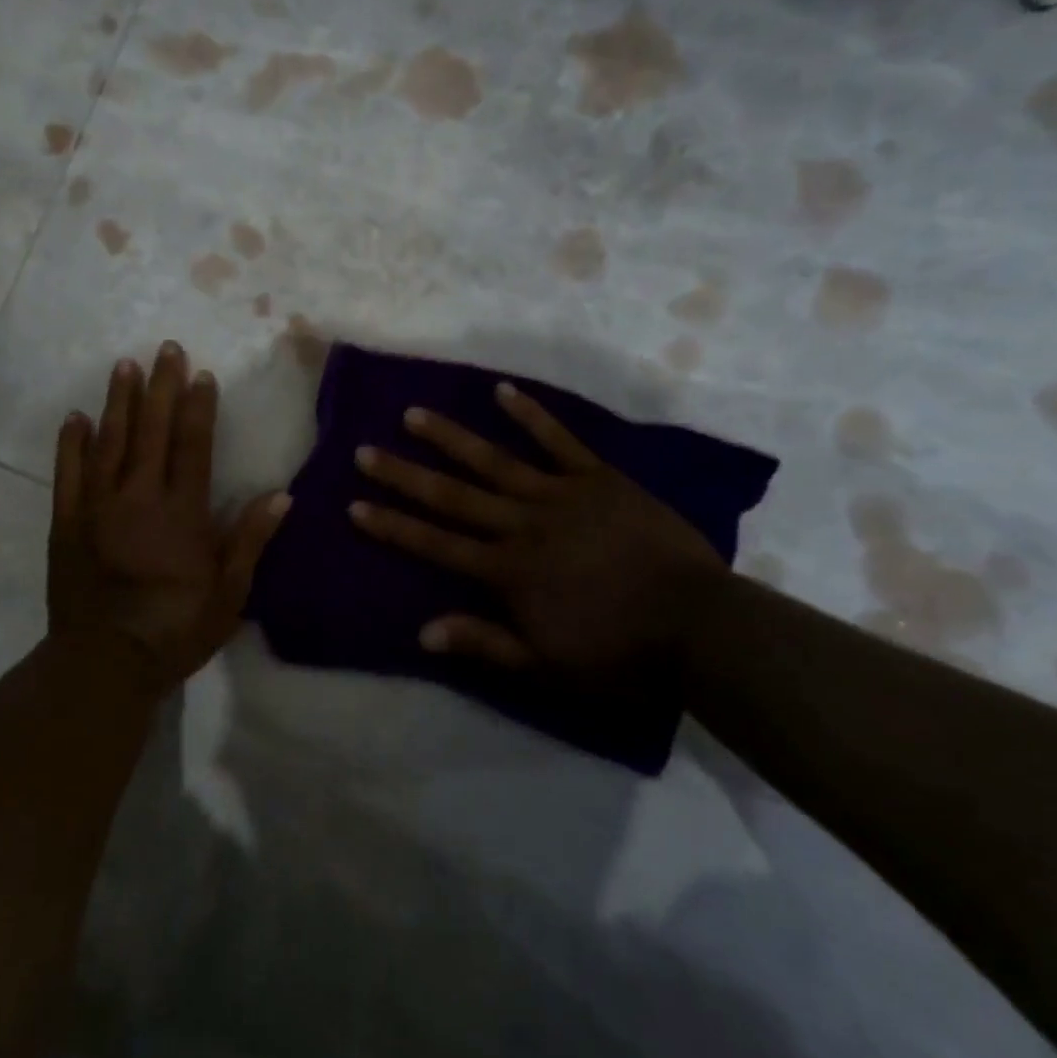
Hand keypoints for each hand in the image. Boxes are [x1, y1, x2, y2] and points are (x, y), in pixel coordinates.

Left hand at [47, 341, 288, 697]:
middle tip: (165, 348)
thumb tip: (282, 495)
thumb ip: (250, 540)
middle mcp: (139, 497)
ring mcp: (98, 507)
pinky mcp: (66, 523)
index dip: (198, 407)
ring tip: (124, 366)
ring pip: (110, 441)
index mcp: (182, 512)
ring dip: (119, 401)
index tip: (201, 374)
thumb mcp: (229, 593)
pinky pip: (68, 474)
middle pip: (152, 431)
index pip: (193, 445)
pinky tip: (76, 418)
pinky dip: (71, 444)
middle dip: (161, 387)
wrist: (105, 662)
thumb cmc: (176, 629)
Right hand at [348, 382, 723, 674]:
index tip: (354, 505)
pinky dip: (531, 415)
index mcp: (508, 570)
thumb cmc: (620, 652)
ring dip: (451, 437)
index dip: (393, 526)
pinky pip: (559, 441)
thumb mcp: (547, 666)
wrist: (701, 626)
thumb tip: (422, 633)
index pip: (436, 544)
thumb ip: (485, 644)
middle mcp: (522, 524)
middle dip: (404, 475)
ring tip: (414, 414)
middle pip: (452, 496)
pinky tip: (503, 391)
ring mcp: (560, 495)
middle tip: (365, 450)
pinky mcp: (598, 478)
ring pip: (494, 460)